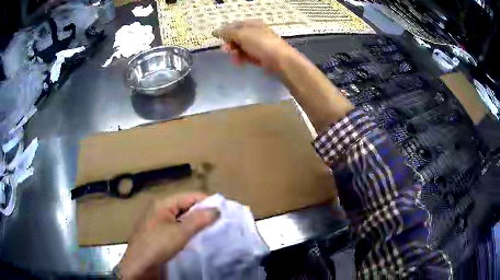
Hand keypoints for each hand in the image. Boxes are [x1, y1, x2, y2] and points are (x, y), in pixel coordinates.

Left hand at [117, 192, 219, 279]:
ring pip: (182, 217)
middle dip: (202, 212)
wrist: (139, 265)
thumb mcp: (180, 233)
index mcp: (162, 203)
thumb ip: (199, 220)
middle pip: (185, 206)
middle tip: (219, 221)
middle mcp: (160, 209)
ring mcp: (158, 221)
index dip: (206, 201)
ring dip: (195, 222)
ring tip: (212, 229)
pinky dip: (188, 230)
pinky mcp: (159, 233)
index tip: (223, 210)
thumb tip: (217, 209)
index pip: (189, 196)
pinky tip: (197, 237)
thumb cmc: (157, 245)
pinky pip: (177, 227)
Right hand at [212, 20, 293, 71]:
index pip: (235, 25)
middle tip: (225, 50)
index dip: (225, 31)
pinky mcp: (260, 56)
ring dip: (235, 53)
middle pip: (237, 37)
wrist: (280, 59)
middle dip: (230, 44)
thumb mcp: (242, 34)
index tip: (216, 38)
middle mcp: (255, 32)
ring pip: (241, 47)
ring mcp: (258, 45)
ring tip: (234, 59)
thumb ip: (227, 33)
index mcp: (252, 24)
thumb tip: (215, 31)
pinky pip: (246, 56)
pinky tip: (239, 62)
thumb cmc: (261, 43)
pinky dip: (241, 58)